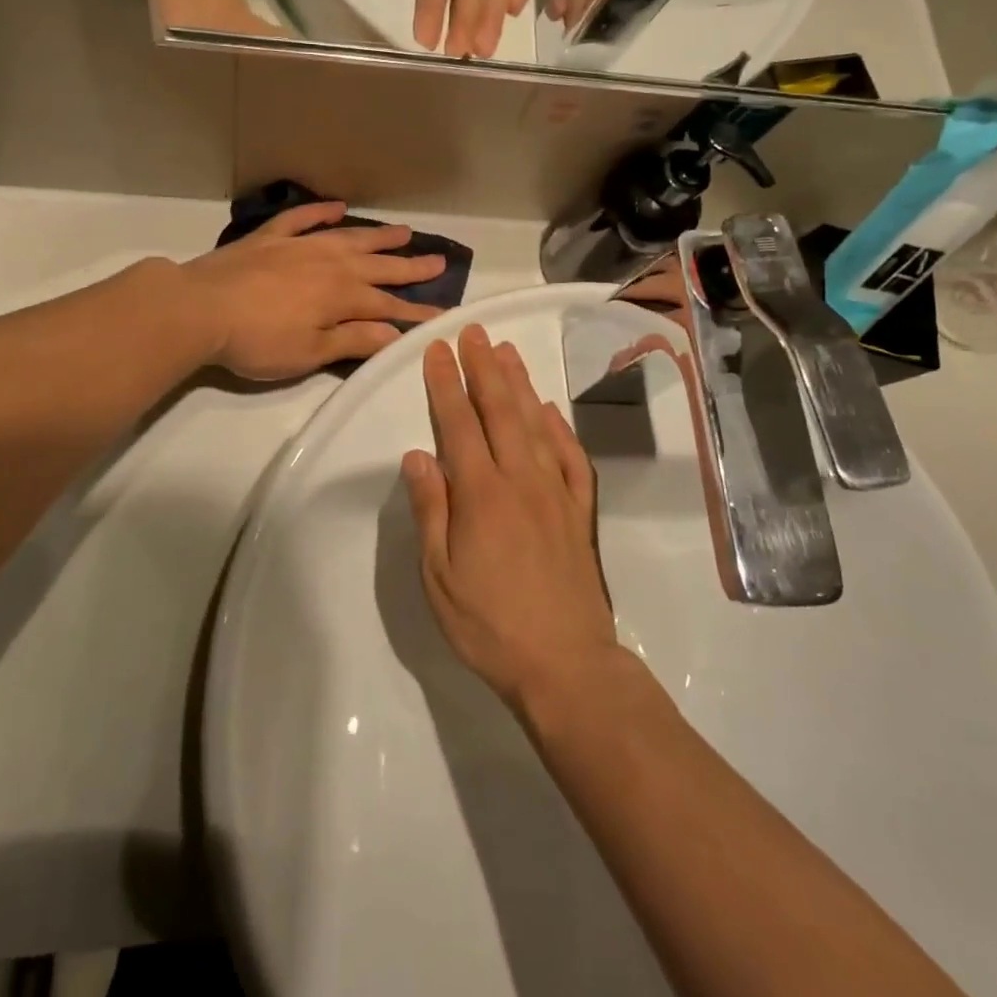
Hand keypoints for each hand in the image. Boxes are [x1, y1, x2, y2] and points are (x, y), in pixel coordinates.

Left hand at [181, 203, 444, 380]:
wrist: (199, 308)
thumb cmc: (257, 341)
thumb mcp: (309, 353)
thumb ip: (353, 340)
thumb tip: (395, 334)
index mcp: (341, 296)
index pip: (388, 306)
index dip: (416, 312)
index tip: (442, 313)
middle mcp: (329, 264)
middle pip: (378, 265)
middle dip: (410, 266)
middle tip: (438, 260)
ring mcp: (300, 246)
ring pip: (348, 237)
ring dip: (378, 236)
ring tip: (404, 231)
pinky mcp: (270, 238)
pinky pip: (302, 219)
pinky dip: (321, 212)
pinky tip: (337, 206)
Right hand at [402, 325, 618, 708]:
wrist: (566, 664)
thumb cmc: (489, 624)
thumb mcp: (439, 576)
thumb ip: (431, 510)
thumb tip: (417, 455)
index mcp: (481, 494)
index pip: (459, 424)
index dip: (446, 384)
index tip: (437, 349)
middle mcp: (521, 480)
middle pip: (501, 411)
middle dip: (484, 368)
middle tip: (474, 331)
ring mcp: (556, 493)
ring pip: (537, 424)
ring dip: (520, 384)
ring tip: (507, 352)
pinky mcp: (580, 511)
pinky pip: (571, 457)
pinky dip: (560, 427)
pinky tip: (550, 409)